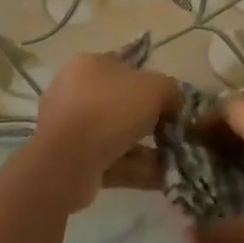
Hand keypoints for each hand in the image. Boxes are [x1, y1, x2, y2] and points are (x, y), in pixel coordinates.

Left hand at [33, 53, 180, 209]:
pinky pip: (109, 160)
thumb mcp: (157, 88)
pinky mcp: (69, 160)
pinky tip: (161, 177)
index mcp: (89, 64)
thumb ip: (172, 92)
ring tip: (174, 161)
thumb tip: (175, 106)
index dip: (152, 85)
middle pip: (122, 104)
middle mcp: (74, 92)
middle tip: (172, 134)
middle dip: (150, 122)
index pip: (126, 68)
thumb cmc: (111, 110)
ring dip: (146, 149)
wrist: (68, 161)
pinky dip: (135, 168)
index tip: (170, 105)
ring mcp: (69, 128)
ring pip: (117, 136)